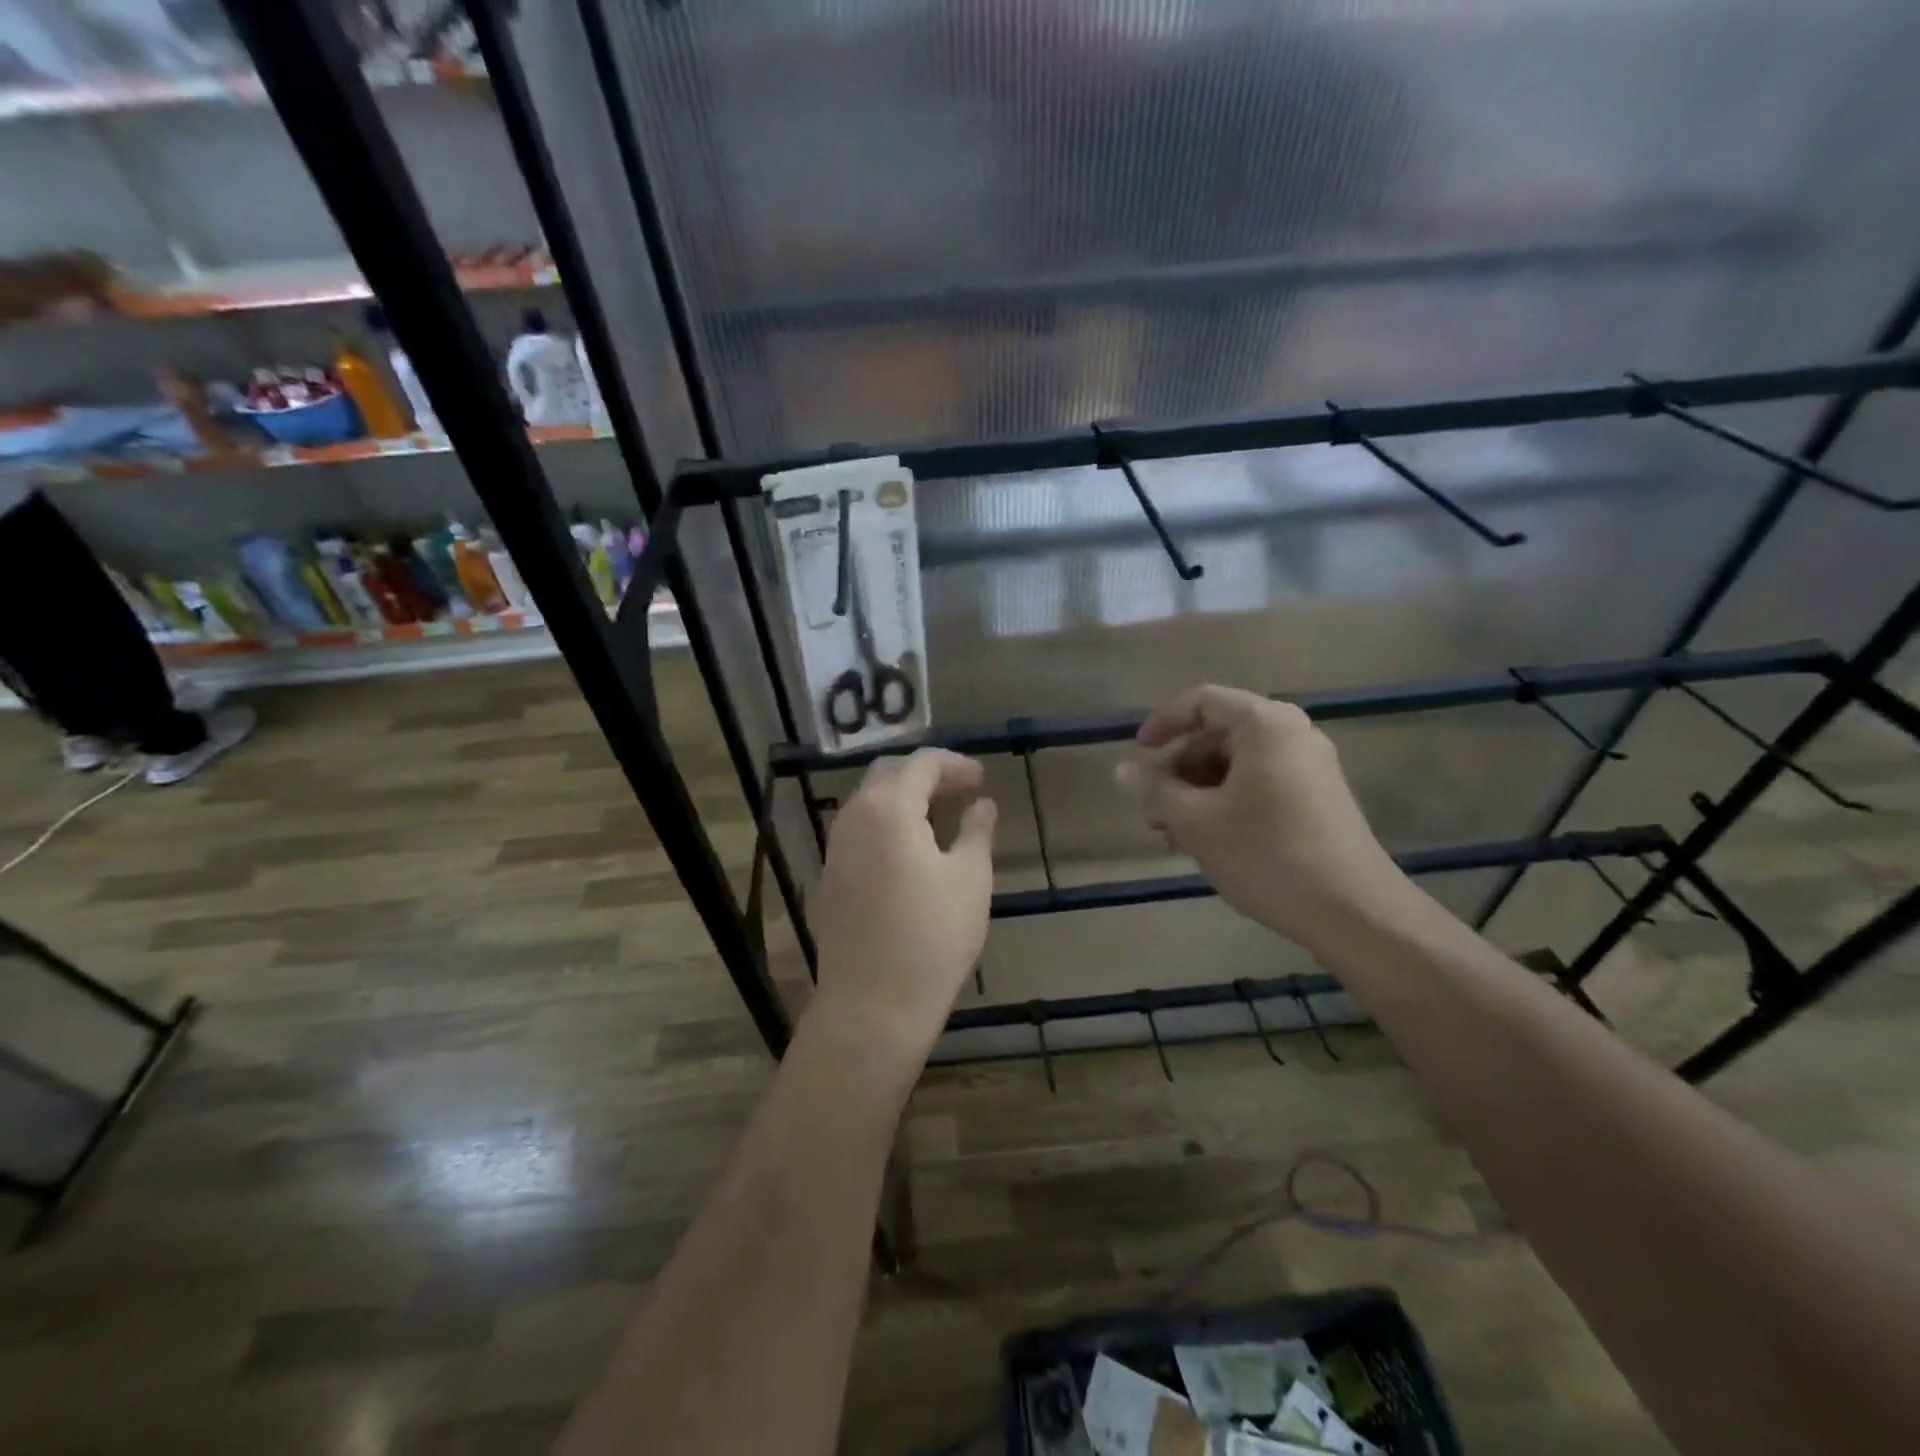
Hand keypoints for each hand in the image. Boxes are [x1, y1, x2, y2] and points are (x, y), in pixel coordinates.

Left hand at [809, 749, 996, 1060]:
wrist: (873, 1005)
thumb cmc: (932, 937)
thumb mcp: (970, 878)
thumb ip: (976, 830)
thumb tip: (980, 804)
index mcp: (888, 809)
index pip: (921, 763)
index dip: (955, 764)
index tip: (983, 779)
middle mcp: (853, 817)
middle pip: (890, 774)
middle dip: (929, 775)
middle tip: (965, 792)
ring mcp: (836, 847)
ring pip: (871, 801)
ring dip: (907, 798)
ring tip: (943, 816)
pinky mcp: (830, 876)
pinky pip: (860, 829)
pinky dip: (889, 823)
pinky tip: (913, 848)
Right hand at [1119, 685, 1422, 944]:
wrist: (1355, 912)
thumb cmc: (1268, 855)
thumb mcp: (1197, 823)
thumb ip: (1154, 790)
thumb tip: (1122, 770)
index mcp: (1265, 724)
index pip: (1201, 701)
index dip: (1161, 724)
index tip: (1137, 757)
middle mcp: (1291, 733)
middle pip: (1217, 733)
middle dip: (1177, 769)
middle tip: (1152, 808)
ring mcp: (1309, 765)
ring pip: (1235, 764)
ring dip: (1196, 791)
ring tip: (1172, 834)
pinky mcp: (1318, 797)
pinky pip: (1258, 783)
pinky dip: (1225, 802)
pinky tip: (1206, 841)